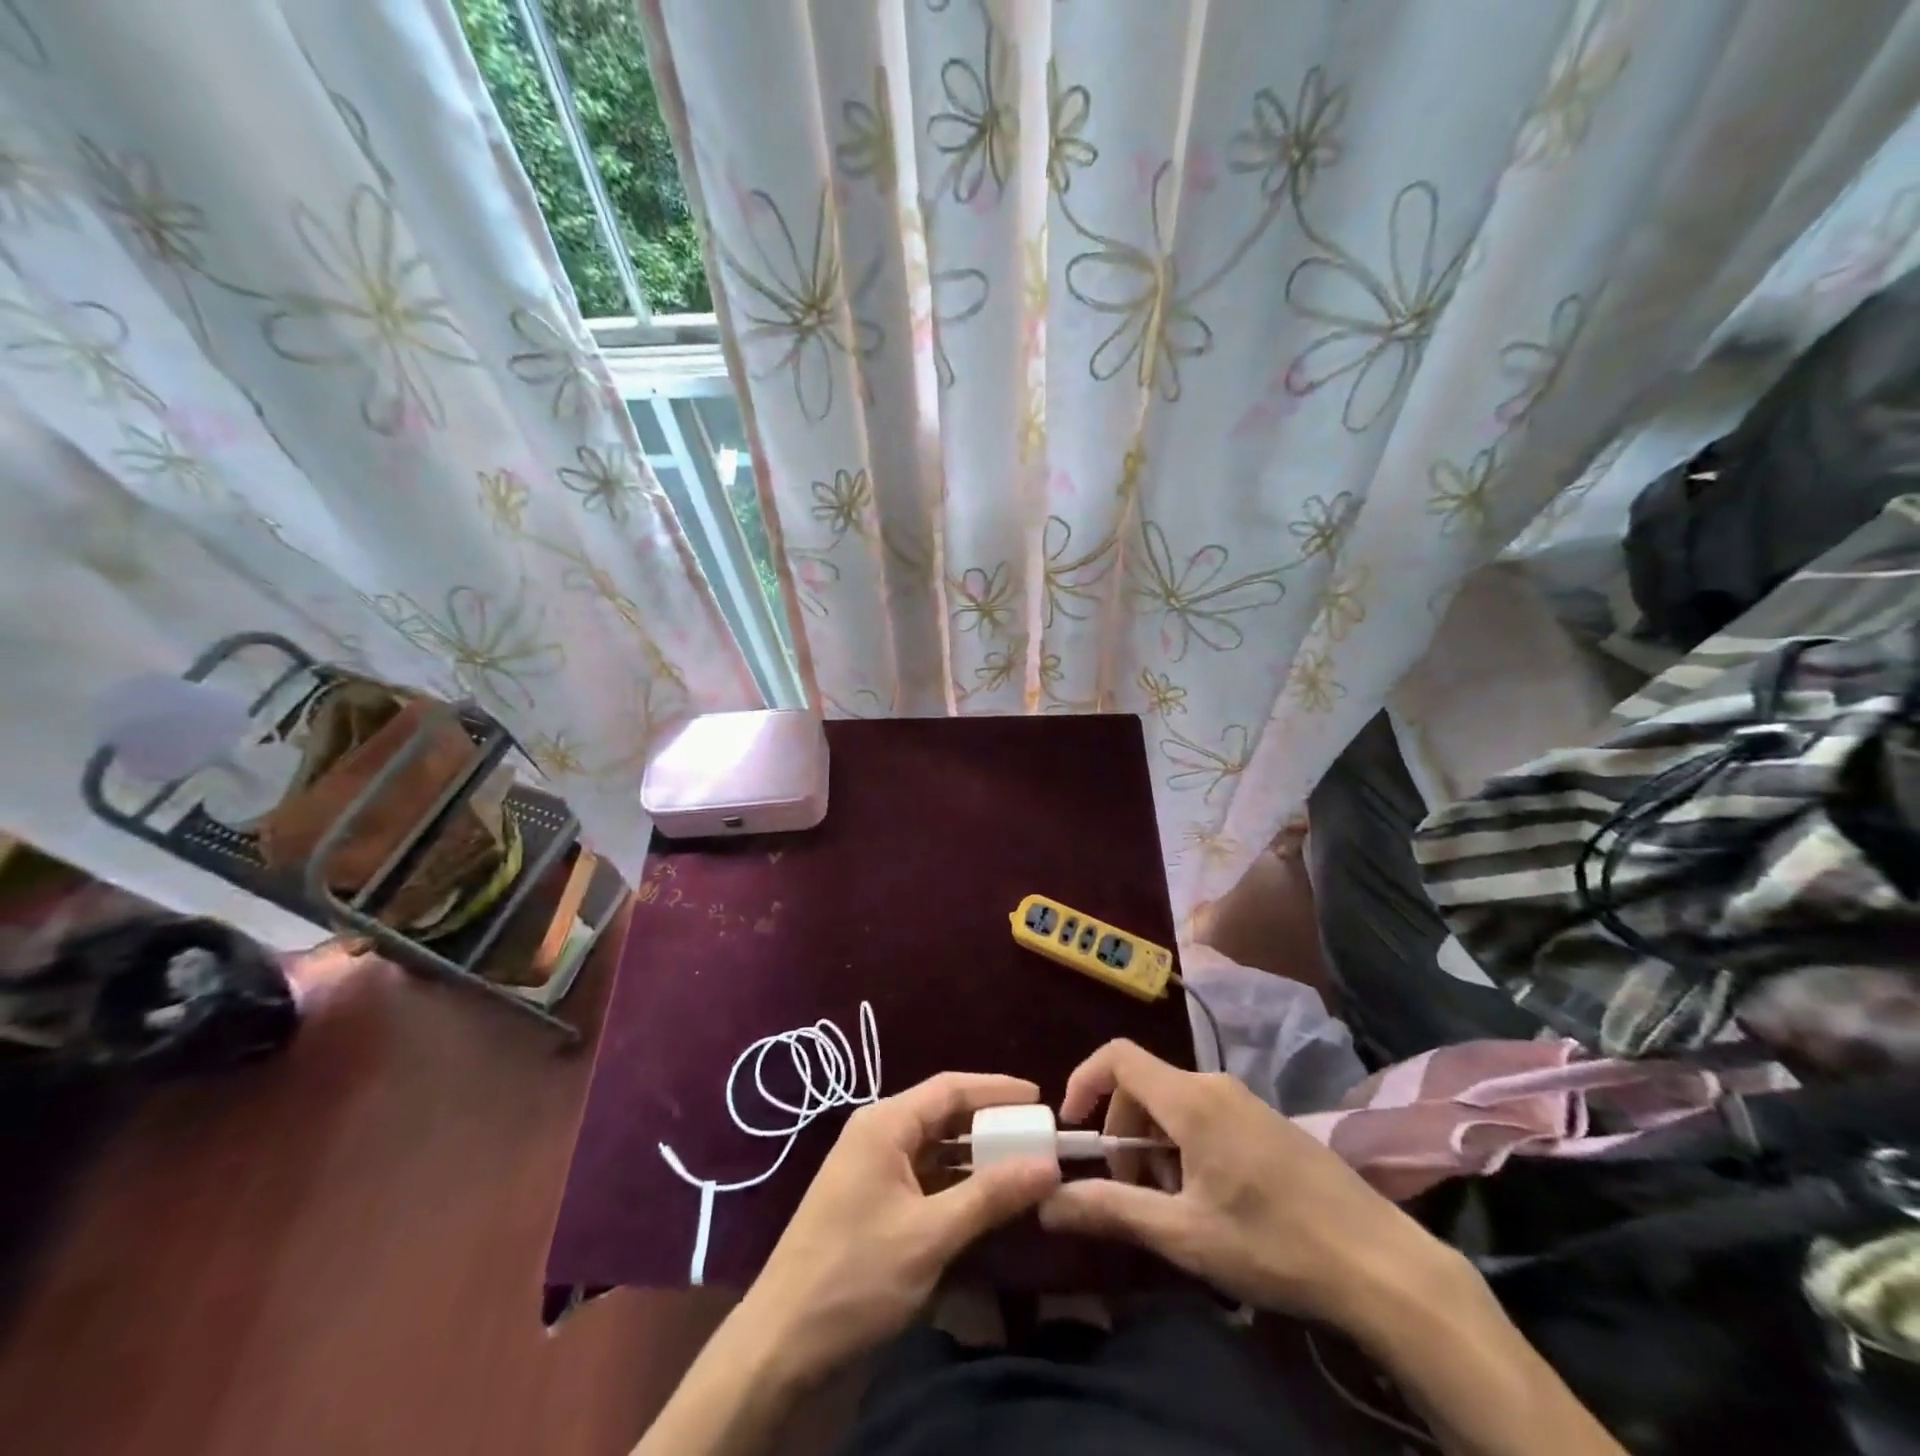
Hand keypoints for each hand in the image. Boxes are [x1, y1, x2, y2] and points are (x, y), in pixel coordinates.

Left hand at [741, 1072, 1059, 1382]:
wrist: (781, 1343)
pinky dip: (954, 1181)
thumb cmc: (856, 1276)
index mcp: (885, 1123)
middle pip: (942, 1113)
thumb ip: (990, 1195)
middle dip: (989, 1123)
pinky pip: (922, 1174)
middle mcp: (877, 1133)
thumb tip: (1049, 1164)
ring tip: (1021, 1164)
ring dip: (974, 1155)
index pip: (950, 1088)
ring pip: (933, 1146)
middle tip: (1037, 1135)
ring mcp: (871, 1166)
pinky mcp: (870, 1199)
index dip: (996, 1090)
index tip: (1040, 1098)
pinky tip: (983, 1198)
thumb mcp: (931, 1235)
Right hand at [1038, 1039, 1451, 1329]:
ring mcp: (1244, 1100)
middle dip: (1122, 1131)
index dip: (1084, 1081)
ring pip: (1174, 1103)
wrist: (1380, 1263)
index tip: (1072, 1129)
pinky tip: (1211, 1200)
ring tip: (1174, 1204)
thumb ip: (1112, 1210)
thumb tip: (1047, 1204)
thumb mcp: (1184, 1234)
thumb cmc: (1273, 1244)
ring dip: (1154, 1145)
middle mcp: (1214, 1084)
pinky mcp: (1266, 1120)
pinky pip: (1204, 1114)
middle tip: (1131, 1190)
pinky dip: (1185, 1146)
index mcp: (1189, 1099)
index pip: (1117, 1057)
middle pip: (1143, 1085)